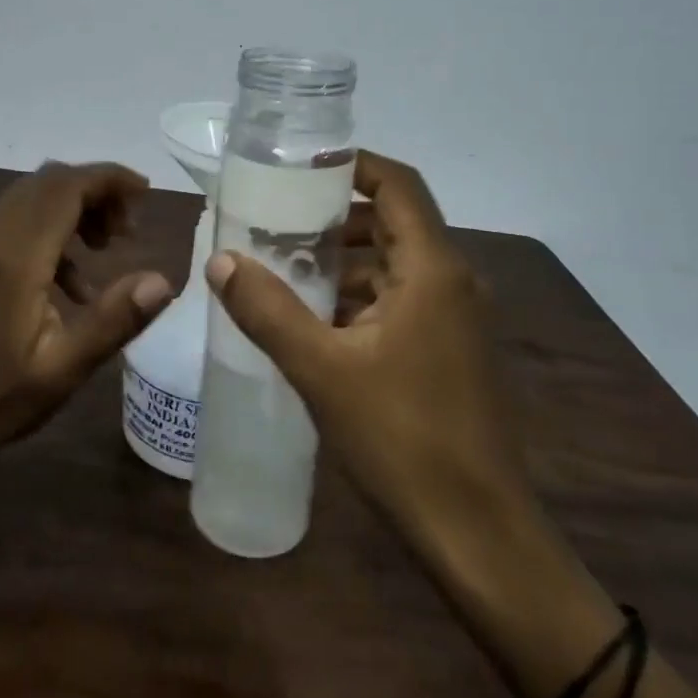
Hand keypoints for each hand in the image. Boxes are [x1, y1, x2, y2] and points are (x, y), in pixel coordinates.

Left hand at [0, 161, 172, 470]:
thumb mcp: (64, 370)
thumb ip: (114, 320)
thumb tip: (162, 280)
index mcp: (16, 258)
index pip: (66, 187)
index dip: (109, 178)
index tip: (146, 192)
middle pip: (50, 181)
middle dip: (97, 190)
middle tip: (128, 230)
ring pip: (33, 194)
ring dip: (75, 206)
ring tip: (106, 247)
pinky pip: (18, 217)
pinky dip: (53, 226)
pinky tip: (72, 280)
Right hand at [203, 150, 537, 552]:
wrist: (477, 533)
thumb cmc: (403, 438)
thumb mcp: (323, 369)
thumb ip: (267, 310)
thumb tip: (220, 261)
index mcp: (433, 269)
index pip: (398, 184)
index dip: (353, 165)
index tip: (300, 167)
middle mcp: (453, 282)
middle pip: (393, 223)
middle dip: (335, 218)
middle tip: (276, 221)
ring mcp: (456, 319)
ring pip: (395, 267)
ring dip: (344, 263)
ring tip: (283, 268)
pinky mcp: (450, 352)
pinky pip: (401, 302)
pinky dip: (359, 299)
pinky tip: (314, 321)